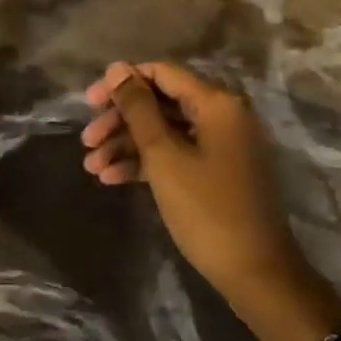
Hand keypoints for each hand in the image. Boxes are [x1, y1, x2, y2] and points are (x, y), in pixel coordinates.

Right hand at [80, 61, 340, 340]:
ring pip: (165, 131)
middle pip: (161, 103)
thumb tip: (117, 68)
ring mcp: (221, 144)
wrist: (255, 273)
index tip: (89, 102)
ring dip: (127, 145)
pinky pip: (177, 154)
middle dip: (121, 120)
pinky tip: (112, 179)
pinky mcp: (217, 170)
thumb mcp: (165, 157)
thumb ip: (138, 109)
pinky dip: (147, 163)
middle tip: (86, 141)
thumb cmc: (207, 210)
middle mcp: (222, 115)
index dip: (122, 83)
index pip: (162, 73)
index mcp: (217, 103)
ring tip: (91, 167)